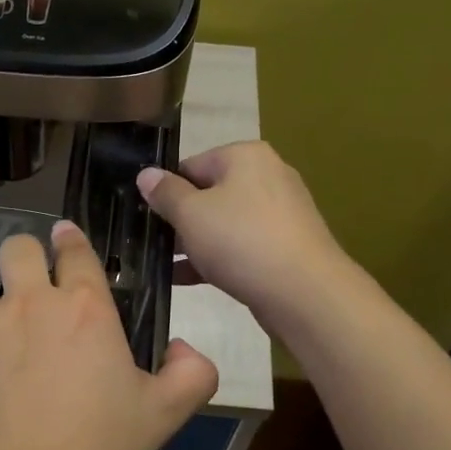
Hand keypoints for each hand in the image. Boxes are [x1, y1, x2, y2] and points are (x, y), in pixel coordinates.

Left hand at [0, 220, 219, 449]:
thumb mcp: (163, 416)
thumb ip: (191, 372)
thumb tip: (184, 348)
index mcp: (85, 308)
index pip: (76, 250)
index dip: (71, 241)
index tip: (66, 241)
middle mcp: (31, 302)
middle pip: (19, 248)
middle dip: (29, 257)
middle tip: (38, 293)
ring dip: (8, 320)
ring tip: (18, 370)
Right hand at [137, 141, 349, 329]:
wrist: (304, 293)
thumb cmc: (241, 241)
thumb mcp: (191, 214)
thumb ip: (165, 193)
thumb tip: (146, 174)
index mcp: (245, 156)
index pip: (191, 165)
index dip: (165, 191)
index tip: (145, 217)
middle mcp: (267, 176)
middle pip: (209, 194)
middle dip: (179, 220)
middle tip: (150, 244)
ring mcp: (280, 214)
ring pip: (224, 224)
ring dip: (194, 243)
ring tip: (161, 265)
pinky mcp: (285, 247)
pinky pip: (241, 246)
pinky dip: (215, 259)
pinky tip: (184, 279)